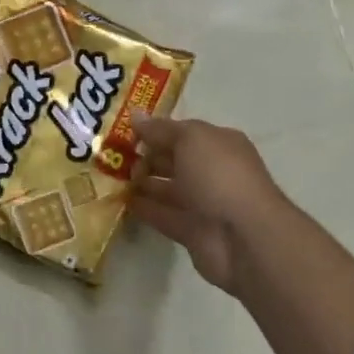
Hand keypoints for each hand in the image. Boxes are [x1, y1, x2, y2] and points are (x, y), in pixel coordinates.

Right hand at [129, 113, 290, 296]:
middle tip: (112, 153)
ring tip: (110, 175)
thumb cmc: (219, 175)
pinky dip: (144, 208)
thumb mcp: (190, 139)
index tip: (125, 129)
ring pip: (167, 188)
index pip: (183, 132)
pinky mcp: (192, 232)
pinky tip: (119, 200)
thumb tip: (134, 116)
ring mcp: (203, 203)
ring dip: (142, 182)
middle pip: (174, 159)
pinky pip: (163, 215)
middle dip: (146, 155)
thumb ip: (161, 129)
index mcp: (219, 144)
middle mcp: (213, 171)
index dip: (156, 129)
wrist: (243, 237)